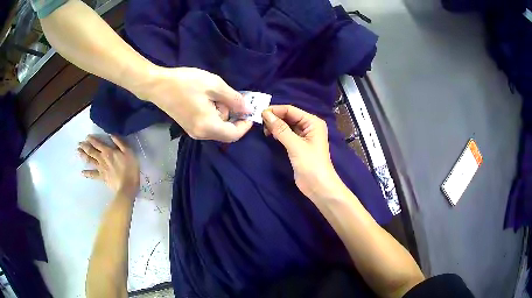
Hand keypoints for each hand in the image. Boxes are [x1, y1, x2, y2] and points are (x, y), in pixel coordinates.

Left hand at [77, 135, 139, 197]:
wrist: (127, 187)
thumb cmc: (130, 169)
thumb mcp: (128, 152)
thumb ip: (120, 143)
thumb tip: (112, 134)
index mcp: (108, 151)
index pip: (98, 143)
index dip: (91, 139)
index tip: (87, 136)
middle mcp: (102, 158)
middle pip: (91, 151)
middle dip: (85, 146)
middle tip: (79, 143)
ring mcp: (100, 168)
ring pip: (90, 160)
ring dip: (83, 156)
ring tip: (78, 152)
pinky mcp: (101, 177)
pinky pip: (92, 175)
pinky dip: (87, 173)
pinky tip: (82, 172)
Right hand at [139, 66, 252, 142]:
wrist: (157, 85)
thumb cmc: (185, 83)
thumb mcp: (214, 85)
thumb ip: (233, 99)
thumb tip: (247, 110)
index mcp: (208, 126)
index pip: (233, 135)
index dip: (245, 125)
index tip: (250, 111)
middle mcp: (201, 135)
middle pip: (225, 131)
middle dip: (231, 114)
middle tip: (225, 95)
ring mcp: (193, 132)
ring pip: (217, 126)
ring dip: (221, 111)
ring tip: (211, 94)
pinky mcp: (188, 127)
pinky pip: (207, 124)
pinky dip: (213, 113)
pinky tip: (205, 98)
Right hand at [262, 105, 344, 200]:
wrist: (318, 186)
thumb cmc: (311, 164)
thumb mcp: (295, 145)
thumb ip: (281, 129)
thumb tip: (265, 114)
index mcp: (312, 122)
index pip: (291, 110)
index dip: (275, 110)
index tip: (259, 113)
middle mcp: (309, 126)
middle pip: (288, 116)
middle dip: (275, 118)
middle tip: (259, 123)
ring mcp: (304, 136)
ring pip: (286, 125)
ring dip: (275, 125)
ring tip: (264, 130)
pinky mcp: (298, 145)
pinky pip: (286, 134)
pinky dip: (278, 133)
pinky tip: (270, 135)